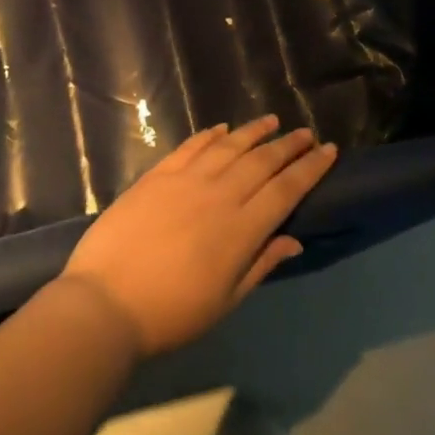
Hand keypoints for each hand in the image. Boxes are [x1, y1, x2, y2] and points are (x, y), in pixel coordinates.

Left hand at [60, 117, 339, 357]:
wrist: (105, 302)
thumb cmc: (171, 313)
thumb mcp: (225, 300)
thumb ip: (260, 264)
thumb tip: (293, 239)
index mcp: (241, 228)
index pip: (286, 189)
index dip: (310, 168)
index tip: (329, 150)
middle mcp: (219, 194)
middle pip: (262, 161)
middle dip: (288, 145)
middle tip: (306, 133)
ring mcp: (186, 180)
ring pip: (229, 146)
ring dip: (253, 131)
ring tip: (271, 121)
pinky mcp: (157, 175)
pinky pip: (190, 146)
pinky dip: (209, 134)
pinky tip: (222, 129)